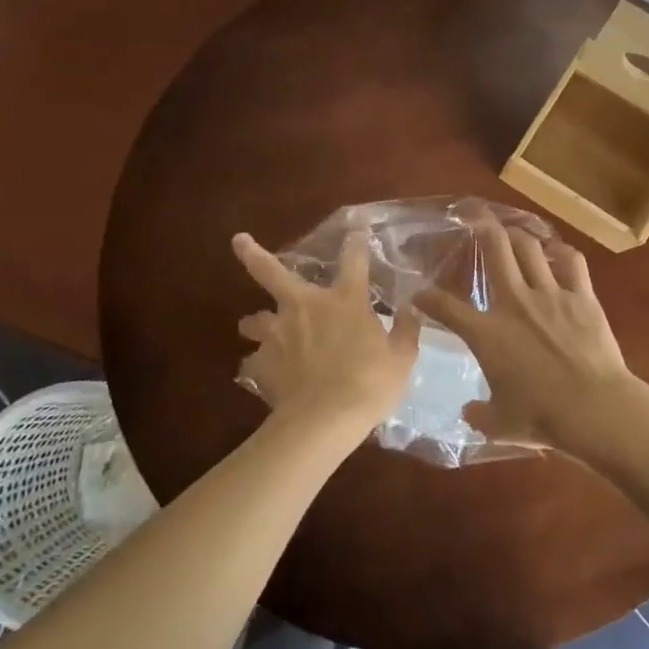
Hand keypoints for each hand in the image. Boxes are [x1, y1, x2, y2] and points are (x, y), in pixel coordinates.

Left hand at [233, 229, 421, 445]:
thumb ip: (406, 331)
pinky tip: (264, 375)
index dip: (356, 242)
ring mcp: (278, 334)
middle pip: (271, 272)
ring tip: (257, 328)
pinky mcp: (260, 363)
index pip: (354, 260)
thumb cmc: (370, 384)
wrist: (324, 420)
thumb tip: (410, 309)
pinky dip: (258, 366)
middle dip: (254, 254)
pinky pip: (254, 362)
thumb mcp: (402, 358)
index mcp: (345, 300)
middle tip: (239, 241)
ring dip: (256, 323)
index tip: (357, 228)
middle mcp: (305, 307)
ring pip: (254, 319)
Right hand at [413, 215, 648, 460]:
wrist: (593, 407)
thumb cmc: (541, 417)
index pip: (446, 308)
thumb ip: (480, 414)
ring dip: (519, 235)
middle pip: (496, 250)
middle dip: (483, 228)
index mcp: (487, 333)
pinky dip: (563, 253)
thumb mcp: (500, 424)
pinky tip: (558, 252)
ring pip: (530, 247)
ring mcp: (550, 294)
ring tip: (513, 231)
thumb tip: (469, 412)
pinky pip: (572, 261)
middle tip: (477, 218)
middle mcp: (514, 302)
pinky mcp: (582, 295)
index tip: (419, 293)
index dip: (427, 298)